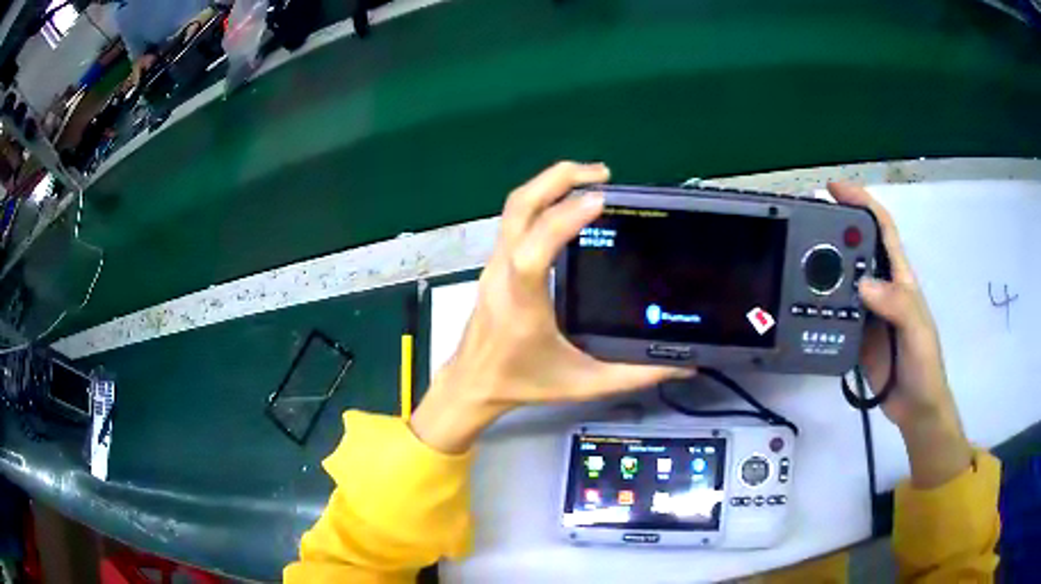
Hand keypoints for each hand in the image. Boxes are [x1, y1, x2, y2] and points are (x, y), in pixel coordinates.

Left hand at [410, 162, 691, 452]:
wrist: (472, 384)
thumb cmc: (522, 384)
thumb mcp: (584, 384)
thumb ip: (635, 376)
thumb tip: (681, 364)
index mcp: (523, 303)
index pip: (534, 250)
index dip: (563, 219)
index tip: (600, 198)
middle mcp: (503, 273)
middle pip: (519, 207)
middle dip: (557, 178)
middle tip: (601, 172)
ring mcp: (494, 265)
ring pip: (514, 209)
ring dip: (549, 184)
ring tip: (590, 180)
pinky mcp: (495, 264)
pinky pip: (515, 220)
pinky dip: (543, 201)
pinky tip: (568, 206)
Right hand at [829, 182, 971, 486]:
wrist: (914, 408)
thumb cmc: (924, 366)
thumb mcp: (917, 333)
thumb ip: (897, 306)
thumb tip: (863, 284)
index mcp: (900, 279)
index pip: (881, 230)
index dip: (861, 203)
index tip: (834, 189)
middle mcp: (881, 289)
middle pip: (856, 250)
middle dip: (834, 230)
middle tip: (804, 226)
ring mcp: (867, 312)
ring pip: (842, 280)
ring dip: (822, 267)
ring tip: (796, 262)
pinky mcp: (855, 335)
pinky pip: (834, 312)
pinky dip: (819, 303)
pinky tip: (802, 303)